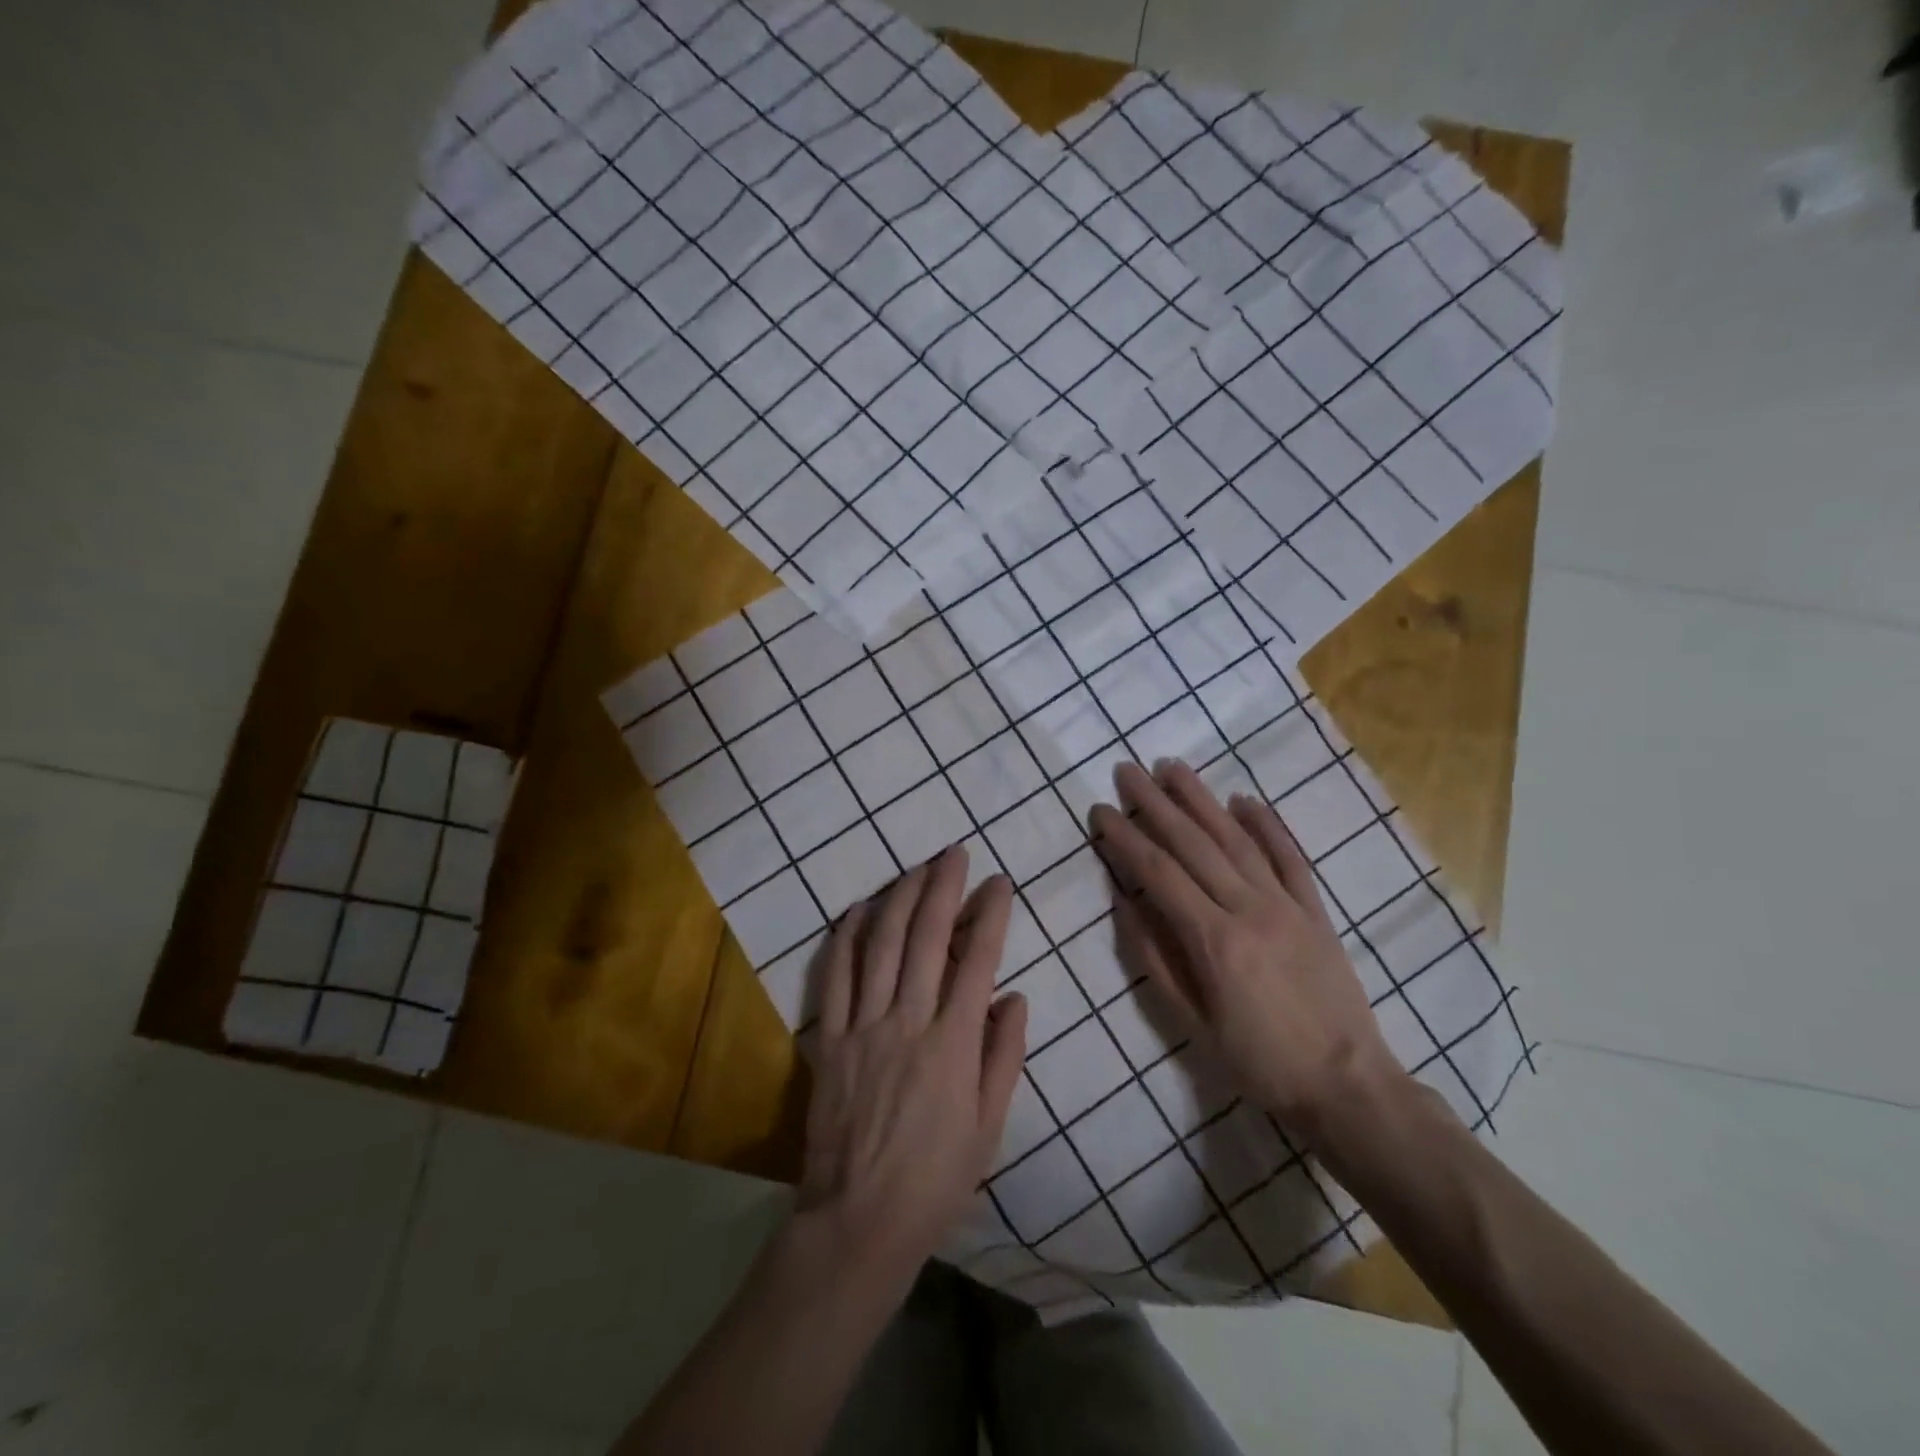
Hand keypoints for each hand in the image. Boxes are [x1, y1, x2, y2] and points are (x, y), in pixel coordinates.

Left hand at [796, 845, 1028, 1289]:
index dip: (990, 915)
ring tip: (915, 868)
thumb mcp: (990, 1125)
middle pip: (926, 938)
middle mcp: (909, 1021)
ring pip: (881, 945)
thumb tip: (1014, 996)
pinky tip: (857, 909)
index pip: (978, 961)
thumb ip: (1003, 1055)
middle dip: (943, 888)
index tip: (999, 883)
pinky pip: (835, 976)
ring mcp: (864, 1026)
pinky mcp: (831, 1039)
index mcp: (954, 1044)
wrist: (860, 1219)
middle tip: (954, 854)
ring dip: (899, 899)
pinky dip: (846, 936)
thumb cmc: (937, 1177)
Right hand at [1089, 760, 1402, 1146]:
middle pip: (1193, 844)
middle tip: (1127, 770)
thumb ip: (1156, 958)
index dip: (1125, 839)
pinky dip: (1267, 824)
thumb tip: (1124, 903)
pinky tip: (1244, 798)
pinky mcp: (1316, 909)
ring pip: (1237, 839)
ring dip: (1202, 799)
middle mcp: (1249, 909)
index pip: (1158, 874)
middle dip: (1155, 803)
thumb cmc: (1259, 1061)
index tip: (1100, 811)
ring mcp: (1287, 904)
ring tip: (1173, 767)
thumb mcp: (1193, 1022)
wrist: (1347, 1084)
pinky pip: (1290, 857)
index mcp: (1214, 940)